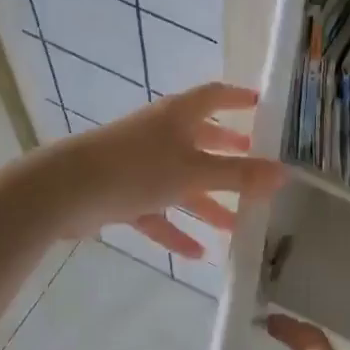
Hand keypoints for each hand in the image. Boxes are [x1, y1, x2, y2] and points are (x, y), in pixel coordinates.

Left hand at [41, 82, 283, 256]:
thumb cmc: (137, 169)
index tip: (262, 106)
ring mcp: (140, 164)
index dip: (239, 99)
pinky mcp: (122, 193)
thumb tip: (286, 174)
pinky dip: (176, 229)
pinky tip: (197, 253)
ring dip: (208, 202)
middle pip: (201, 140)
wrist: (64, 190)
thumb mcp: (195, 173)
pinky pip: (158, 211)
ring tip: (237, 225)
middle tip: (255, 164)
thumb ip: (240, 176)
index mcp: (179, 115)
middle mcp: (161, 134)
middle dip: (228, 154)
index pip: (216, 96)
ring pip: (182, 182)